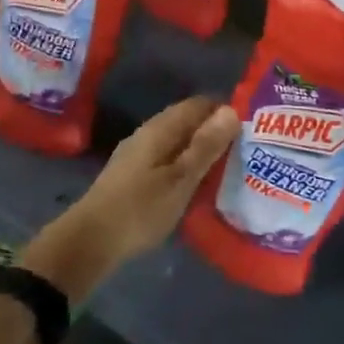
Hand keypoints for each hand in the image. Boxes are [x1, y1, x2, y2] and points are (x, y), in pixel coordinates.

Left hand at [21, 97, 237, 298]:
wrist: (91, 239)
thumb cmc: (140, 208)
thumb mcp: (180, 179)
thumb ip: (205, 146)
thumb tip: (230, 110)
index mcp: (160, 128)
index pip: (198, 104)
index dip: (224, 110)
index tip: (252, 127)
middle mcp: (147, 133)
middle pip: (187, 122)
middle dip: (215, 131)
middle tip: (247, 150)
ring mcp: (137, 154)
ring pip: (177, 142)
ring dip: (200, 150)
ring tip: (230, 167)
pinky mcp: (132, 175)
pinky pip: (167, 159)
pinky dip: (186, 165)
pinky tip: (198, 184)